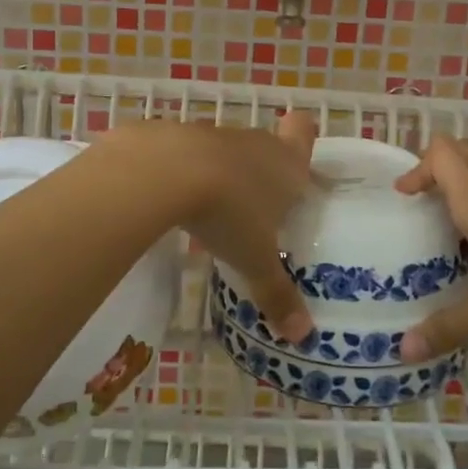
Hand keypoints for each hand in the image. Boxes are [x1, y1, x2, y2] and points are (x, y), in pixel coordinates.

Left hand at [109, 112, 318, 342]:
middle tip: (256, 212)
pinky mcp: (173, 135)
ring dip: (221, 175)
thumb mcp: (254, 260)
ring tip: (212, 214)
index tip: (296, 162)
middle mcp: (255, 143)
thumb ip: (278, 294)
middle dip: (261, 174)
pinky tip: (172, 202)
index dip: (302, 139)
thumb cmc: (228, 212)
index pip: (303, 132)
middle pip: (266, 147)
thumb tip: (302, 335)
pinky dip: (183, 174)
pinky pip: (187, 155)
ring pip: (226, 151)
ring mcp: (213, 135)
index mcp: (286, 164)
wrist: (164, 171)